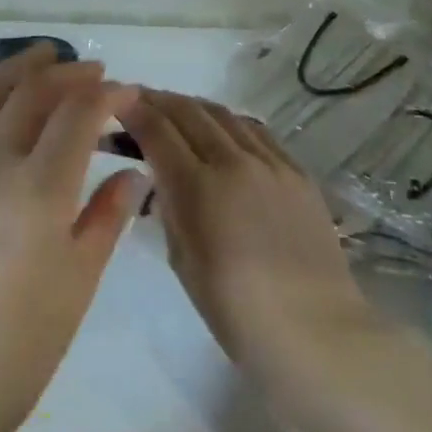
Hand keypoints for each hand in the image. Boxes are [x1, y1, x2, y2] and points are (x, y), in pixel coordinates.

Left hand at [0, 45, 145, 431]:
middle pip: (32, 95)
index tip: (128, 92)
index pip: (77, 116)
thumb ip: (107, 216)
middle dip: (68, 74)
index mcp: (37, 191)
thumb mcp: (78, 283)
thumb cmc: (19, 348)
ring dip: (19, 69)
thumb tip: (135, 172)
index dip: (106, 96)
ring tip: (44, 56)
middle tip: (94, 71)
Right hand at [121, 91, 377, 386]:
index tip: (115, 101)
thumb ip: (170, 207)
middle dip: (158, 100)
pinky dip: (229, 123)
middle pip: (189, 111)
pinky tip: (222, 131)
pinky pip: (256, 132)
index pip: (157, 130)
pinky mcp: (298, 171)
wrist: (315, 331)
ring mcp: (271, 163)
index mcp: (199, 187)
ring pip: (224, 114)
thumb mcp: (183, 260)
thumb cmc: (236, 310)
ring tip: (176, 110)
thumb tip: (164, 177)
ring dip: (193, 107)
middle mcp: (234, 162)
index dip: (132, 110)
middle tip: (138, 99)